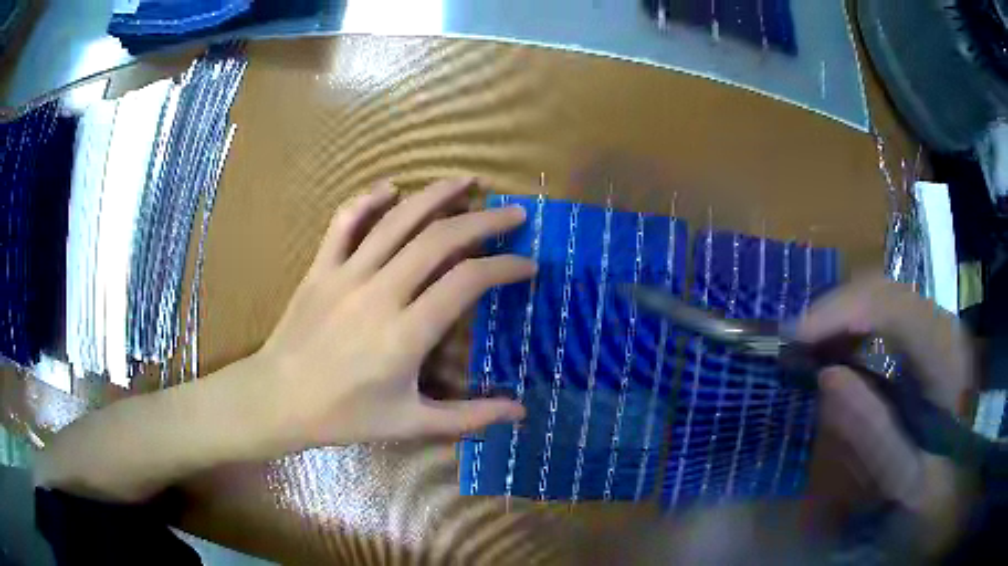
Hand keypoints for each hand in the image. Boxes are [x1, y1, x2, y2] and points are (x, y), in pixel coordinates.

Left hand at [252, 177, 532, 450]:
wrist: (278, 400)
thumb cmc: (345, 415)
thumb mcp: (411, 423)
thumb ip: (468, 416)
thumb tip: (520, 411)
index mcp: (405, 334)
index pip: (468, 282)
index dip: (504, 267)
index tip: (527, 264)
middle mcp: (380, 293)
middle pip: (440, 240)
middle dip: (484, 221)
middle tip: (513, 213)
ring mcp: (346, 275)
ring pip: (397, 220)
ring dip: (436, 194)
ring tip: (467, 181)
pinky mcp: (320, 267)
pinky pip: (345, 221)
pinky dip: (369, 199)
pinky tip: (391, 188)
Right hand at [797, 276, 976, 553]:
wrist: (961, 481)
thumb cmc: (938, 487)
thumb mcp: (905, 481)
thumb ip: (873, 434)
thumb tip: (826, 377)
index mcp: (946, 358)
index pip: (892, 307)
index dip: (841, 311)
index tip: (794, 337)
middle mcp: (943, 326)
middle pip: (882, 290)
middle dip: (835, 311)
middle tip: (793, 346)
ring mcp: (937, 326)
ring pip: (882, 297)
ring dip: (843, 319)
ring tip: (809, 350)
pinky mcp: (928, 336)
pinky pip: (886, 315)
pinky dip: (856, 328)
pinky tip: (838, 352)